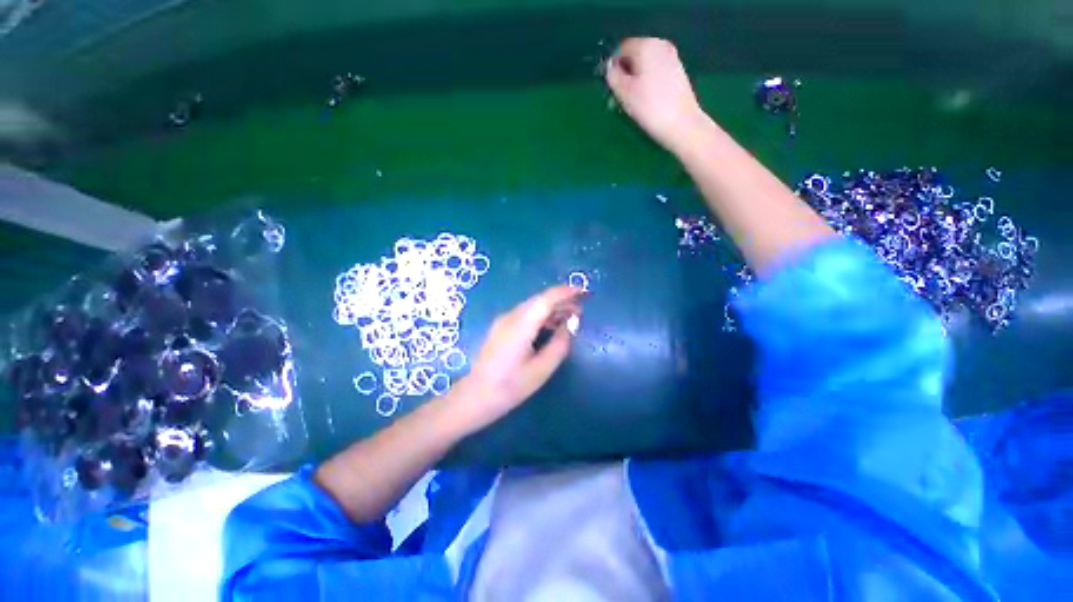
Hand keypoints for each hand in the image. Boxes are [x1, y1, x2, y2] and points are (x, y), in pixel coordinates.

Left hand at [451, 286, 583, 429]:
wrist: (476, 396)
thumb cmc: (511, 386)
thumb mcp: (542, 369)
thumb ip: (560, 343)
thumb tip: (571, 323)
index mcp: (522, 324)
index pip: (546, 299)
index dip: (566, 292)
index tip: (584, 292)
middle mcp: (511, 316)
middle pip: (540, 299)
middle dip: (562, 300)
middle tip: (581, 309)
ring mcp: (504, 320)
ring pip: (532, 305)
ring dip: (552, 308)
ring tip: (570, 317)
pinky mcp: (501, 327)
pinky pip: (525, 314)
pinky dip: (541, 315)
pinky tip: (551, 325)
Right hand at [605, 37, 707, 155]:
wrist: (682, 123)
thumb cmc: (650, 107)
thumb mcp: (624, 93)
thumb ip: (613, 76)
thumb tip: (610, 67)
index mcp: (646, 45)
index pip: (621, 48)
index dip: (613, 67)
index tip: (611, 87)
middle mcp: (660, 45)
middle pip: (635, 55)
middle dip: (625, 74)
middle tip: (621, 97)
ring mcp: (672, 57)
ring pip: (645, 65)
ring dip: (636, 80)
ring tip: (634, 101)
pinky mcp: (678, 72)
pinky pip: (656, 72)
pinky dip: (648, 83)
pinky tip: (648, 100)